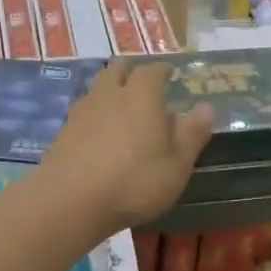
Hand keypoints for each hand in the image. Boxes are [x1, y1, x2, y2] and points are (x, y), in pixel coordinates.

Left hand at [40, 60, 214, 237]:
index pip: (153, 70)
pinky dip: (96, 113)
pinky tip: (102, 133)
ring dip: (112, 89)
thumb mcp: (176, 165)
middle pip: (119, 68)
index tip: (170, 73)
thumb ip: (192, 134)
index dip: (162, 70)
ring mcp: (83, 111)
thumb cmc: (134, 182)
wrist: (69, 202)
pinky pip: (85, 111)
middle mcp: (111, 94)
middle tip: (144, 82)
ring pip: (98, 87)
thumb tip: (206, 107)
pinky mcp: (64, 132)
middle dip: (132, 70)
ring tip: (123, 106)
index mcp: (142, 95)